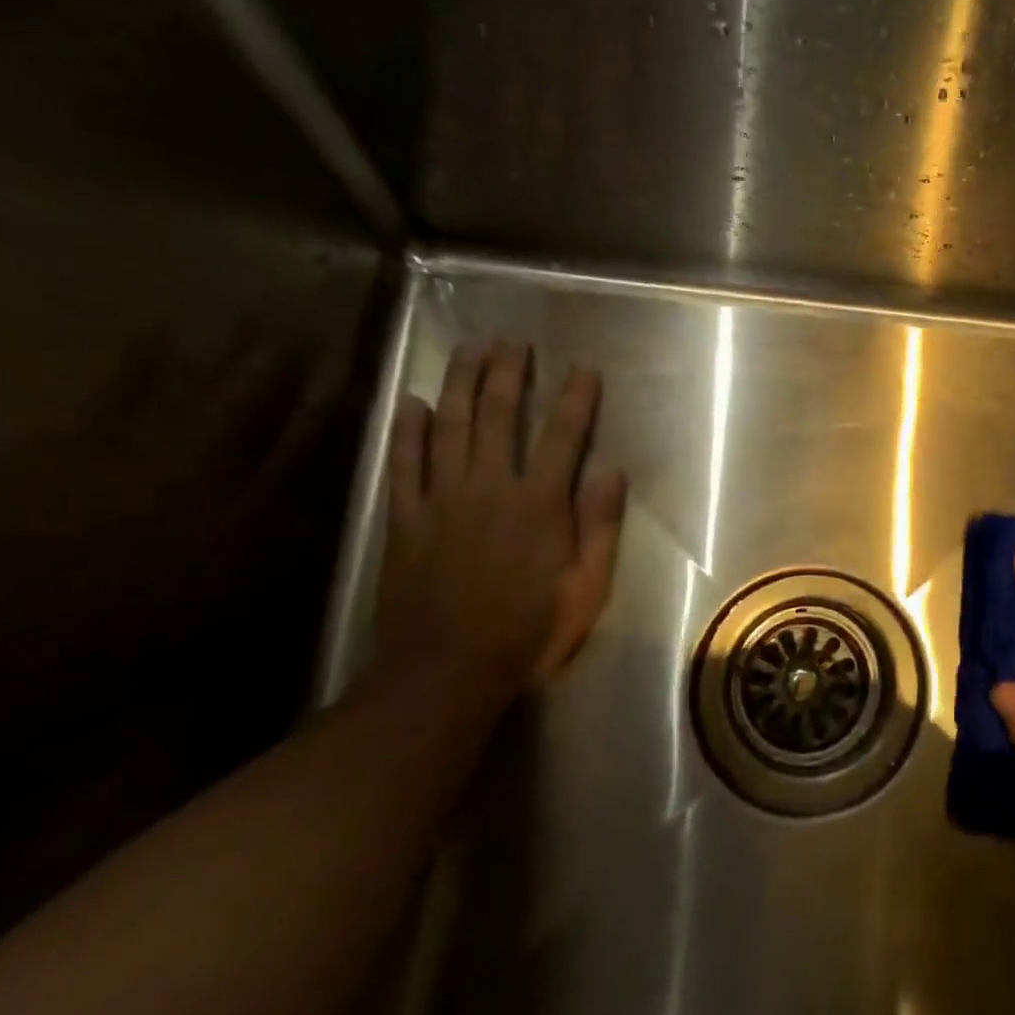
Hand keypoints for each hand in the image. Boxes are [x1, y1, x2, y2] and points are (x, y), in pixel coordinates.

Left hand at [372, 340, 626, 716]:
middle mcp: (490, 488)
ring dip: (460, 383)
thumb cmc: (529, 632)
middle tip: (512, 341)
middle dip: (508, 374)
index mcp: (539, 505)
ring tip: (468, 349)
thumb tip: (611, 470)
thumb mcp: (587, 588)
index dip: (576, 398)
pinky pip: (403, 465)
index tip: (583, 369)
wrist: (447, 673)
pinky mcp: (406, 520)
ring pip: (450, 427)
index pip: (563, 436)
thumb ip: (600, 526)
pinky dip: (406, 432)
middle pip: (498, 416)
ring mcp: (442, 501)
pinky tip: (412, 403)